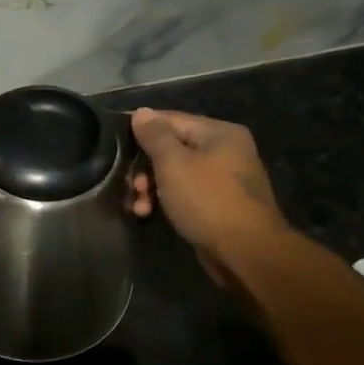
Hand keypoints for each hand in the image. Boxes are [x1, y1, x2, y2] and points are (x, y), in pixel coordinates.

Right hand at [128, 108, 291, 288]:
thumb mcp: (174, 164)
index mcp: (219, 132)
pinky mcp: (219, 204)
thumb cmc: (208, 201)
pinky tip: (149, 214)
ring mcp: (224, 179)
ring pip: (176, 173)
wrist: (247, 252)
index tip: (116, 147)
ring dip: (151, 188)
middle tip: (132, 187)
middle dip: (145, 168)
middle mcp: (225, 150)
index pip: (170, 119)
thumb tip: (142, 112)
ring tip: (138, 208)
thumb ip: (155, 136)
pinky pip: (185, 193)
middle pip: (172, 148)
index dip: (141, 131)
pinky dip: (166, 200)